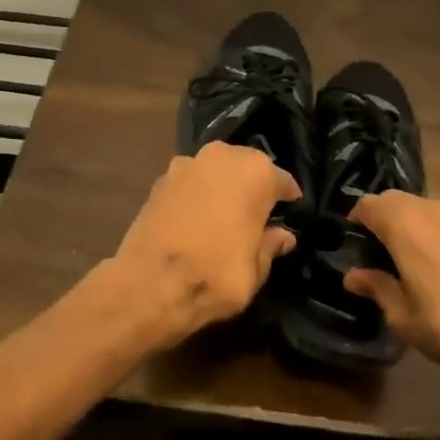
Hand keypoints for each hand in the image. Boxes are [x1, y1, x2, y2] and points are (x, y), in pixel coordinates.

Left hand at [97, 141, 299, 348]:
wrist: (149, 284)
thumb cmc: (216, 274)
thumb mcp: (256, 270)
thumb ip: (270, 245)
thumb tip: (282, 236)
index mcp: (255, 172)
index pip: (281, 181)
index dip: (287, 199)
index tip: (290, 212)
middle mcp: (222, 156)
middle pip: (246, 167)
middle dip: (253, 187)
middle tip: (256, 215)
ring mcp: (187, 164)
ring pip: (215, 171)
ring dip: (222, 187)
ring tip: (223, 216)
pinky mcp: (159, 179)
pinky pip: (190, 183)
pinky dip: (196, 195)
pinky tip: (196, 219)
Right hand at [344, 192, 439, 382]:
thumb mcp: (403, 316)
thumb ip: (376, 288)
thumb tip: (353, 275)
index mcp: (404, 224)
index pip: (368, 204)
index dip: (355, 220)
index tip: (352, 243)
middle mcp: (430, 209)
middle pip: (394, 200)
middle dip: (381, 218)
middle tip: (376, 250)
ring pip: (421, 207)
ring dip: (408, 222)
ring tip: (407, 256)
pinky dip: (433, 230)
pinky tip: (438, 261)